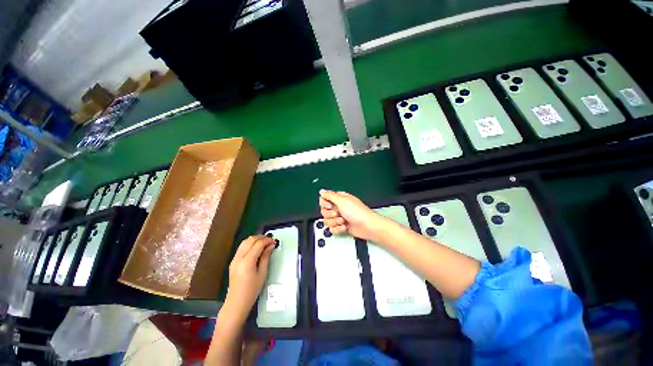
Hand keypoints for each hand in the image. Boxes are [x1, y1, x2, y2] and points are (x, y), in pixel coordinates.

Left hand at [224, 235, 274, 320]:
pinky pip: (241, 247)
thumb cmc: (251, 290)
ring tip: (264, 242)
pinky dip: (249, 243)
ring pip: (245, 241)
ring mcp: (234, 259)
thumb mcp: (262, 273)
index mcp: (247, 262)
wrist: (236, 302)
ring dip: (255, 239)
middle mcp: (239, 258)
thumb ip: (266, 257)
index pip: (258, 244)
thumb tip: (270, 246)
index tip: (274, 242)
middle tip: (270, 240)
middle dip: (261, 237)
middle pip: (250, 240)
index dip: (267, 241)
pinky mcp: (233, 261)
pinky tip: (256, 247)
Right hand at [319, 189, 386, 241]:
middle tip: (338, 214)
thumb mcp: (342, 201)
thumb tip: (322, 191)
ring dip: (335, 222)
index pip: (324, 199)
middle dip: (330, 214)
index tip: (330, 206)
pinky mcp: (341, 226)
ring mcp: (339, 217)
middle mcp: (338, 207)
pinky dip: (338, 229)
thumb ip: (330, 195)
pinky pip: (332, 229)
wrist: (367, 226)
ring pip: (327, 221)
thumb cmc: (358, 212)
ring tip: (343, 221)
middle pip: (324, 211)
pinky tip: (345, 227)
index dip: (324, 204)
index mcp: (339, 199)